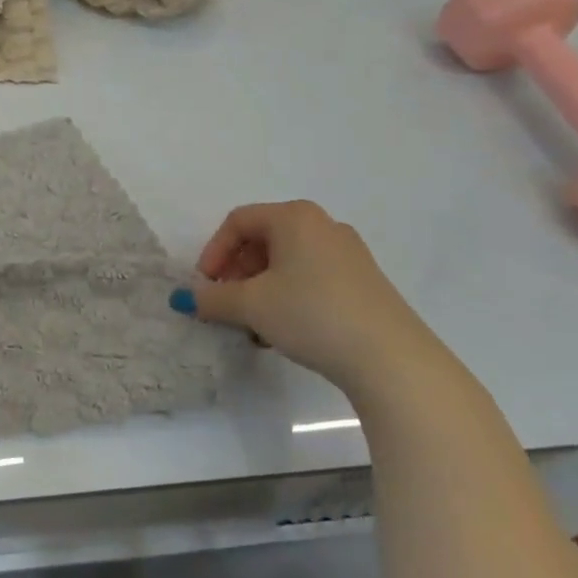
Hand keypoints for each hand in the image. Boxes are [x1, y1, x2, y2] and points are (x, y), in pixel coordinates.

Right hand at [173, 201, 450, 400]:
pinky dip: (289, 296)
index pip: (238, 222)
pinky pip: (312, 277)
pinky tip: (286, 330)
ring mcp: (349, 254)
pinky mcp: (365, 283)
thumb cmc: (311, 314)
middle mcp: (323, 226)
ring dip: (260, 288)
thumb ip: (212, 298)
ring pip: (287, 262)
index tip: (205, 286)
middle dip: (237, 271)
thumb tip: (186, 298)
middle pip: (263, 240)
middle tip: (227, 303)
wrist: (391, 359)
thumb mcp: (250, 306)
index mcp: (294, 217)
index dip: (213, 252)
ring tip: (254, 323)